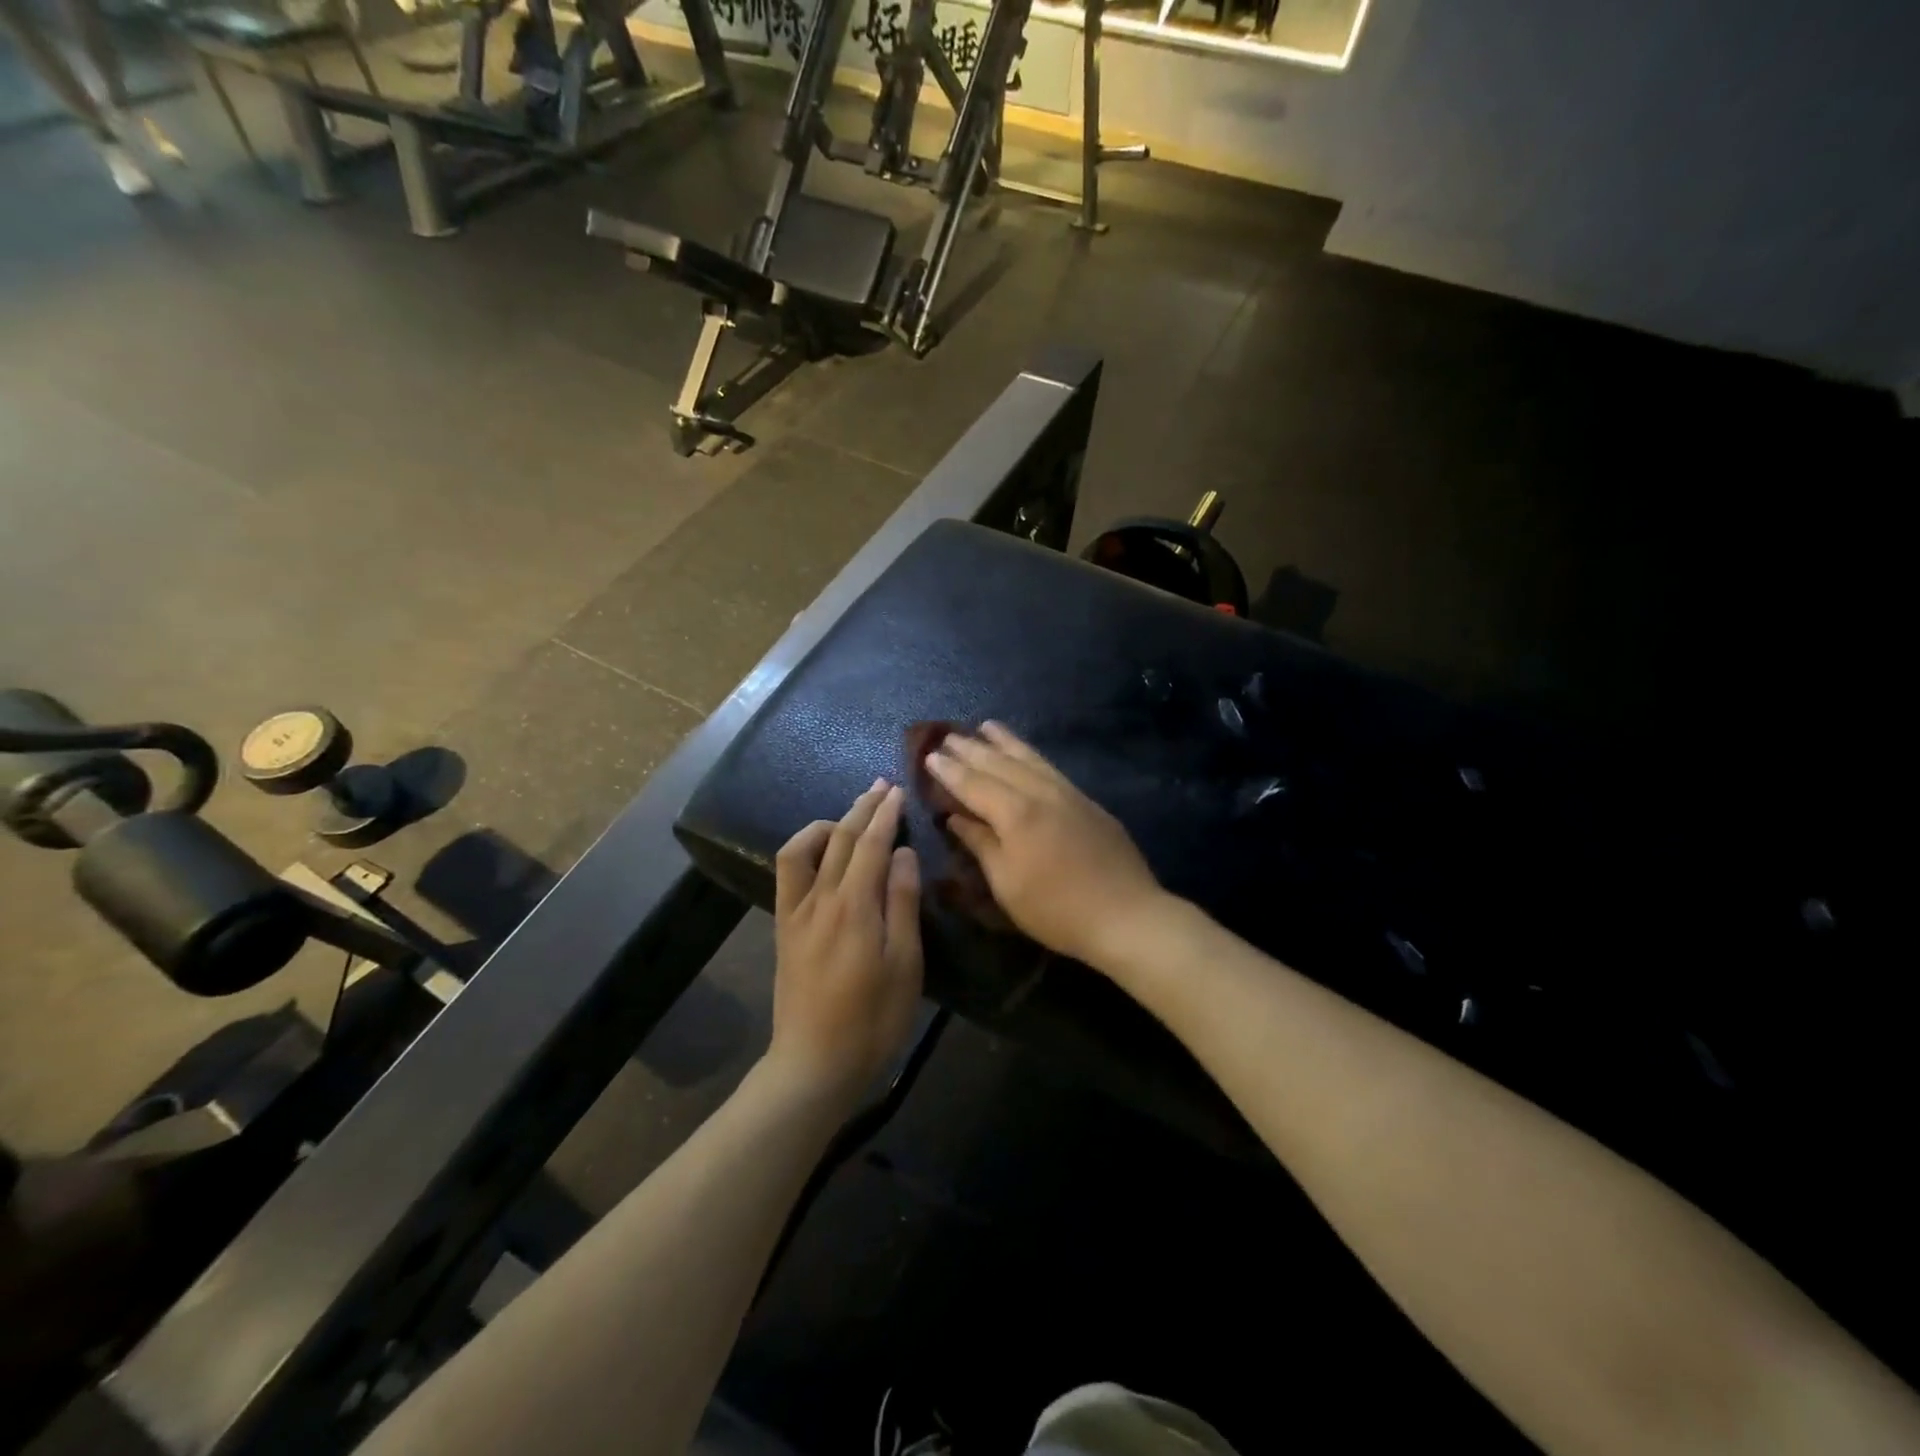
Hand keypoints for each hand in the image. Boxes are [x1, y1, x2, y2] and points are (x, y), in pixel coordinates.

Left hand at [768, 780, 923, 1102]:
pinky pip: (788, 873)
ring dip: (830, 823)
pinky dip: (804, 849)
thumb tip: (903, 853)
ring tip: (851, 815)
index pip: (871, 844)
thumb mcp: (904, 965)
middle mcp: (821, 899)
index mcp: (855, 906)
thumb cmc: (873, 1020)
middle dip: (862, 808)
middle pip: (841, 838)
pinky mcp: (784, 927)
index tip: (899, 791)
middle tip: (882, 787)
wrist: (814, 1064)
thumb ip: (903, 904)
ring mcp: (796, 912)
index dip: (886, 815)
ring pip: (807, 849)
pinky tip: (820, 850)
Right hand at [923, 722, 1166, 969]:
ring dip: (1004, 742)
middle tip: (948, 736)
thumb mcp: (1007, 884)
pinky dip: (1032, 755)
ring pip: (1030, 758)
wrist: (1126, 914)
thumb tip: (956, 817)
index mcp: (1016, 814)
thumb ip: (981, 844)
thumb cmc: (1056, 909)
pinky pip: (1050, 767)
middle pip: (1000, 764)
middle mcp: (1040, 793)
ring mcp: (1068, 794)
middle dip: (971, 749)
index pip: (974, 784)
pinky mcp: (1087, 802)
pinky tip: (1027, 754)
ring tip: (986, 726)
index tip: (930, 756)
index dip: (950, 771)